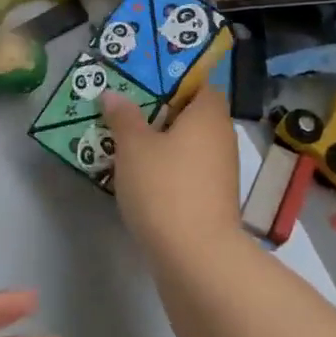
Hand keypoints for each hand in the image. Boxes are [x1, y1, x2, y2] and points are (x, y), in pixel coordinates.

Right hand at [102, 85, 241, 261]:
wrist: (195, 256)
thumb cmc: (164, 187)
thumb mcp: (133, 147)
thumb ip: (123, 117)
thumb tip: (113, 94)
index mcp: (208, 115)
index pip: (199, 84)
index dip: (172, 81)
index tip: (141, 84)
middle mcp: (221, 138)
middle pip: (191, 115)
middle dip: (159, 113)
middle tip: (123, 112)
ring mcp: (220, 172)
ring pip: (187, 146)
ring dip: (161, 144)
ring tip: (123, 143)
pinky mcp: (212, 200)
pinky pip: (187, 172)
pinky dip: (167, 170)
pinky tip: (139, 177)